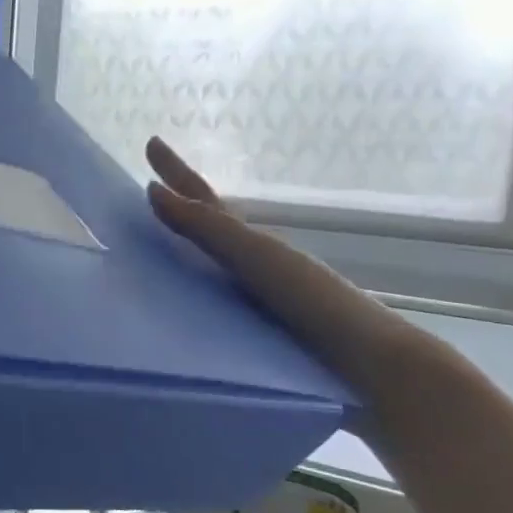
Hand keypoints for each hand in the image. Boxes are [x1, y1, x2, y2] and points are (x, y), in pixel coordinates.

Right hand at [144, 136, 423, 396]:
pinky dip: (185, 303)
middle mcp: (254, 268)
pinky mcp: (254, 341)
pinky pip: (207, 311)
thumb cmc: (316, 304)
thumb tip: (152, 191)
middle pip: (207, 232)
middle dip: (177, 210)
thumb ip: (209, 229)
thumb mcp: (258, 258)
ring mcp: (254, 304)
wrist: (371, 369)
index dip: (179, 172)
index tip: (152, 143)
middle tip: (142, 197)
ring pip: (207, 272)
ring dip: (180, 257)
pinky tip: (167, 316)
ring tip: (144, 256)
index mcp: (254, 244)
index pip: (206, 201)